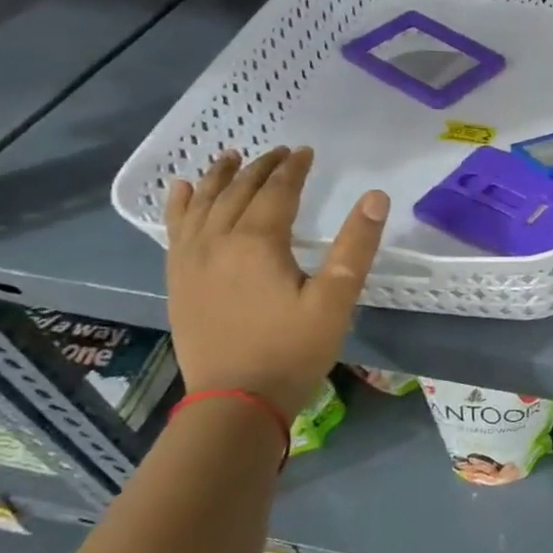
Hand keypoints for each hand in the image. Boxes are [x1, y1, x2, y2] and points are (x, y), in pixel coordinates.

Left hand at [166, 147, 387, 415]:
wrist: (235, 401)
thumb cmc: (293, 350)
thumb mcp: (336, 300)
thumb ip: (356, 246)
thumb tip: (376, 197)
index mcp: (258, 243)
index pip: (277, 192)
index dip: (294, 169)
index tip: (307, 151)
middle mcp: (218, 242)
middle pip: (238, 192)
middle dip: (261, 168)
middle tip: (281, 152)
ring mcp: (192, 261)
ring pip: (203, 205)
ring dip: (219, 177)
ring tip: (229, 156)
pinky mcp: (179, 281)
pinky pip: (175, 230)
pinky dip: (180, 205)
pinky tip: (183, 191)